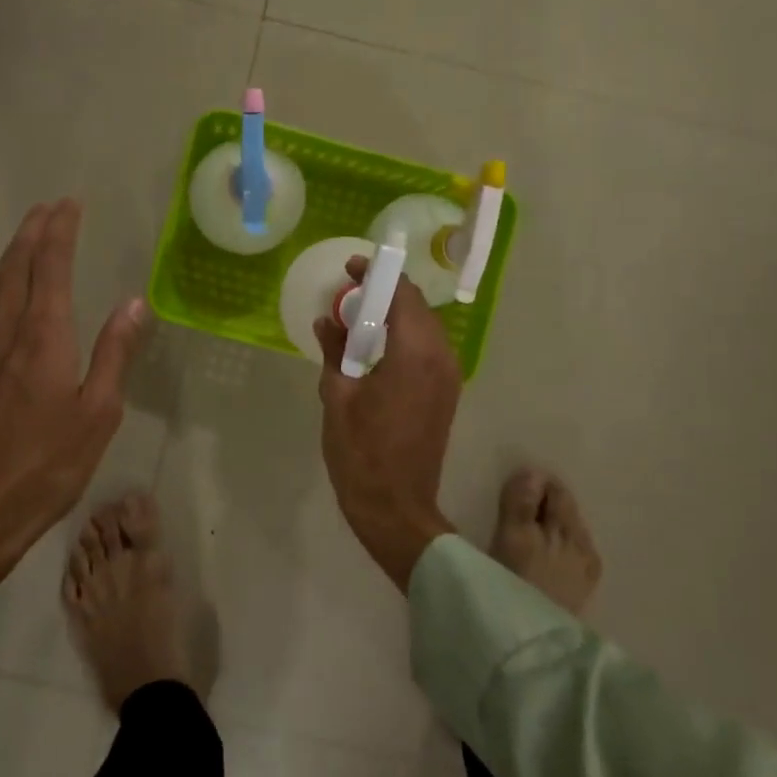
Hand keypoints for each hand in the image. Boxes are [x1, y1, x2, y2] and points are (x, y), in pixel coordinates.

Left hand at [0, 201, 147, 596]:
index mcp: (41, 337)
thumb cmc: (43, 468)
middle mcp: (2, 331)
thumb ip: (114, 354)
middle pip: (16, 266)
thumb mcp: (96, 415)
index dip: (60, 231)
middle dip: (33, 232)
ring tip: (25, 238)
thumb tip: (133, 303)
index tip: (70, 205)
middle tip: (49, 208)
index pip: (50, 266)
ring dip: (10, 254)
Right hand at [314, 256, 460, 592]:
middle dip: (385, 293)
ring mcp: (449, 377)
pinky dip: (405, 337)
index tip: (352, 268)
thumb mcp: (337, 397)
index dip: (378, 275)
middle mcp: (440, 358)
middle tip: (349, 293)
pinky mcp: (447, 393)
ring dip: (396, 315)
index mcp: (414, 354)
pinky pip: (429, 349)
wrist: (396, 507)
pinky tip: (377, 348)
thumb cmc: (361, 453)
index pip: (402, 294)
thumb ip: (334, 351)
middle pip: (417, 307)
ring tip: (359, 319)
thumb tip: (328, 321)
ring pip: (425, 328)